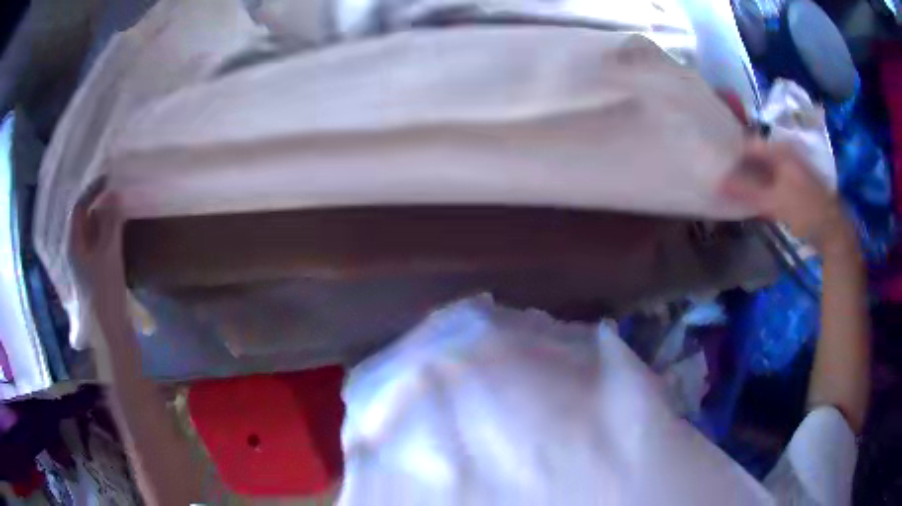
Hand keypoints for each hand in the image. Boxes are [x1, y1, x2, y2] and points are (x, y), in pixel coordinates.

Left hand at [68, 177, 125, 300]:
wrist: (111, 331)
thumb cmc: (105, 292)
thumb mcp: (108, 254)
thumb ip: (110, 223)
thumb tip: (115, 192)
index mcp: (74, 245)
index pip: (79, 208)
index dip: (92, 190)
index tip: (109, 178)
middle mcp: (76, 250)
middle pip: (84, 218)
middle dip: (98, 202)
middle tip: (116, 190)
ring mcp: (85, 262)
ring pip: (92, 231)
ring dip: (103, 216)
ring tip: (119, 207)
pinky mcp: (95, 271)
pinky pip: (98, 242)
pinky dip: (107, 231)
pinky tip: (118, 231)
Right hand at [721, 138, 852, 252]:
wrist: (833, 229)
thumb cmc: (806, 210)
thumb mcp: (776, 202)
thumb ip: (747, 192)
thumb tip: (718, 184)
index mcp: (779, 151)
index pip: (747, 144)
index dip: (731, 153)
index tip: (714, 165)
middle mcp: (783, 154)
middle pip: (754, 156)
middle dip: (738, 166)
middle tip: (719, 177)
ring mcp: (789, 169)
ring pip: (761, 169)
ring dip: (748, 178)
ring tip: (730, 188)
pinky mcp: (792, 184)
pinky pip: (769, 180)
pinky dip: (759, 187)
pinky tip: (750, 198)